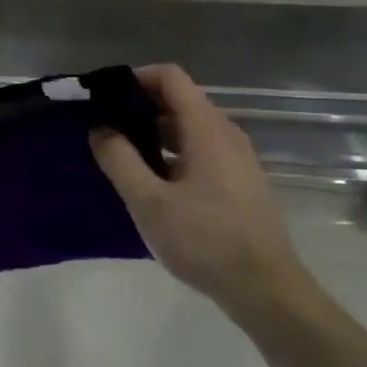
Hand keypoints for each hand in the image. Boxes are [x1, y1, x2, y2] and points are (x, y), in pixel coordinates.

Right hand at [91, 65, 316, 324]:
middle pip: (180, 101)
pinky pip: (202, 151)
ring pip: (190, 128)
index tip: (106, 98)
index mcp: (206, 128)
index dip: (136, 78)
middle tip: (106, 129)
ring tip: (123, 157)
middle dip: (140, 108)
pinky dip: (174, 153)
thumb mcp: (150, 203)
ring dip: (156, 134)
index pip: (170, 77)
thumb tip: (99, 129)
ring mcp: (238, 158)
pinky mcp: (241, 181)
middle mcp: (226, 133)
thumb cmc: (206, 241)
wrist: (267, 289)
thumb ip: (120, 160)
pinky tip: (154, 184)